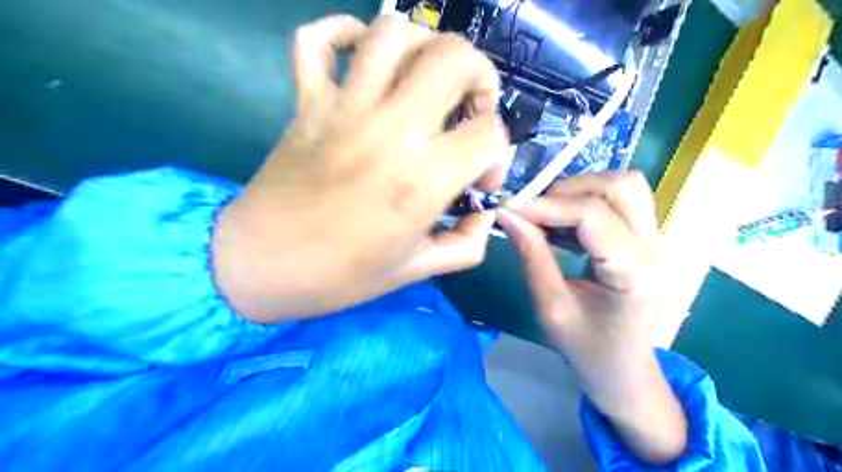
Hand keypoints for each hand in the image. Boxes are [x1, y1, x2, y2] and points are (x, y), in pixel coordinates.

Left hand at [214, 14, 509, 323]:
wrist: (260, 267)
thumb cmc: (340, 276)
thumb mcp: (417, 271)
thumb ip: (466, 244)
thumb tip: (484, 212)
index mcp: (421, 182)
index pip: (489, 133)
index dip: (500, 153)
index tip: (481, 179)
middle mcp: (390, 132)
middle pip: (454, 57)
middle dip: (480, 76)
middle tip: (469, 110)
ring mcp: (344, 110)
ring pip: (393, 34)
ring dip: (425, 47)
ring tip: (426, 79)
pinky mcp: (307, 103)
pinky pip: (316, 41)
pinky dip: (341, 33)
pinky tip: (361, 57)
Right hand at [494, 171, 685, 464]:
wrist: (625, 373)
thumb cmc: (587, 349)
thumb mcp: (550, 306)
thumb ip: (532, 255)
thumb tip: (509, 216)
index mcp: (635, 274)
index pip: (593, 215)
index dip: (548, 205)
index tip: (512, 210)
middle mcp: (657, 250)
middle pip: (621, 186)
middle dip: (570, 189)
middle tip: (535, 211)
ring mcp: (659, 243)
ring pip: (625, 188)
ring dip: (581, 193)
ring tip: (549, 217)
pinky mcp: (649, 243)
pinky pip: (622, 205)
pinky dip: (587, 205)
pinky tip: (564, 227)